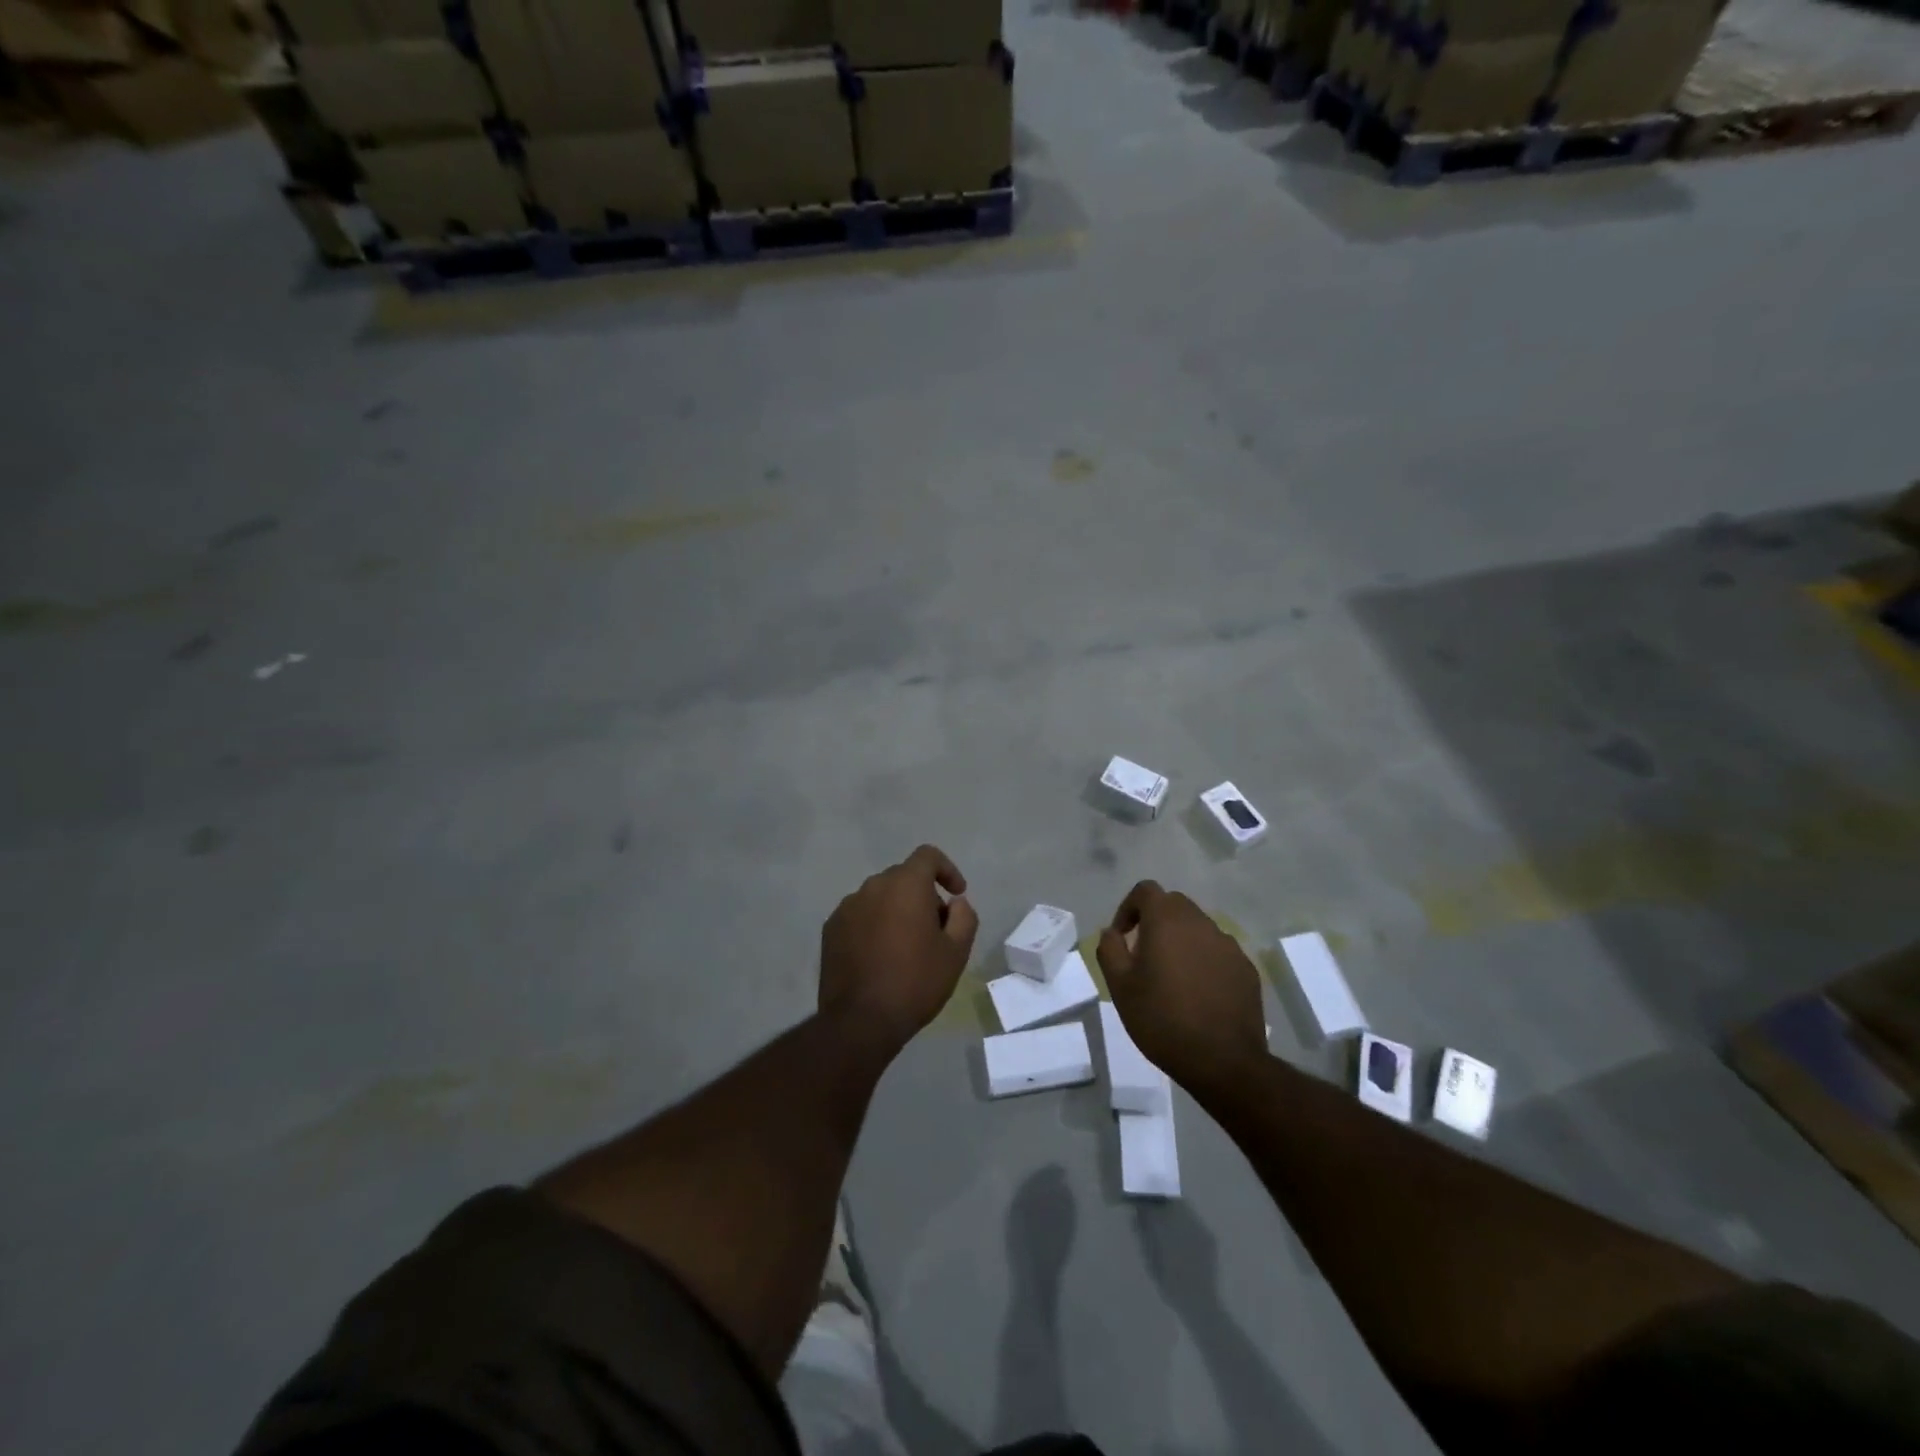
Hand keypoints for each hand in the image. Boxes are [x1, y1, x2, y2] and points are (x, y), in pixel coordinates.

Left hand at [820, 845, 979, 1045]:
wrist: (860, 1020)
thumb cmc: (915, 982)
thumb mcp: (956, 952)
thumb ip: (964, 916)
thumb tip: (955, 902)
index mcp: (905, 885)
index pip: (927, 856)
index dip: (947, 869)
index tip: (956, 893)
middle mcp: (873, 886)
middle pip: (903, 877)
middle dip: (923, 895)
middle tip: (935, 929)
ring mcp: (847, 907)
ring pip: (880, 897)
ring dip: (896, 910)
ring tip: (905, 947)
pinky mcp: (830, 928)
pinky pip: (860, 915)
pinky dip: (874, 925)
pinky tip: (879, 956)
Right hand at [1097, 881, 1266, 1095]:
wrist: (1223, 1061)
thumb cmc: (1162, 1019)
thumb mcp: (1120, 986)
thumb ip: (1109, 949)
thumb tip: (1111, 932)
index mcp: (1167, 921)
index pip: (1146, 890)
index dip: (1128, 907)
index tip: (1122, 937)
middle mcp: (1200, 923)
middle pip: (1174, 905)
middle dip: (1155, 921)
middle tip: (1144, 956)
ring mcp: (1228, 945)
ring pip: (1198, 928)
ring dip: (1181, 941)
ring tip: (1172, 977)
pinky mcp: (1246, 968)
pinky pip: (1218, 952)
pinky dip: (1204, 961)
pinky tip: (1199, 993)